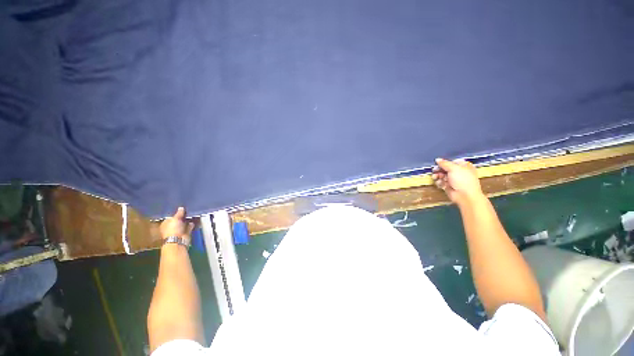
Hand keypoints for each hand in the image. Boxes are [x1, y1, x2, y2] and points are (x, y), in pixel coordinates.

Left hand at [160, 207, 193, 242]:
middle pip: (177, 220)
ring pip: (183, 224)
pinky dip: (191, 224)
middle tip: (187, 210)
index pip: (170, 217)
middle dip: (182, 216)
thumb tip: (181, 208)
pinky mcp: (185, 233)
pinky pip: (189, 227)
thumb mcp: (175, 219)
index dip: (175, 213)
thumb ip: (179, 213)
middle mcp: (171, 227)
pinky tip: (194, 220)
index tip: (181, 208)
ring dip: (187, 220)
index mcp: (165, 224)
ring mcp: (178, 230)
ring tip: (192, 213)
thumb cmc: (173, 229)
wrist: (178, 240)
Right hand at [432, 158, 482, 203]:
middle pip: (445, 169)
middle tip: (434, 170)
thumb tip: (437, 159)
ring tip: (435, 177)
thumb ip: (444, 163)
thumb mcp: (454, 168)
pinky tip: (439, 183)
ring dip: (437, 176)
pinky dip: (439, 182)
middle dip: (439, 170)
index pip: (452, 162)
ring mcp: (453, 180)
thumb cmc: (462, 180)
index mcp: (463, 166)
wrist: (465, 196)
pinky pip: (441, 182)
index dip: (444, 163)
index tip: (438, 164)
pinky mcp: (448, 186)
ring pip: (442, 175)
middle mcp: (458, 172)